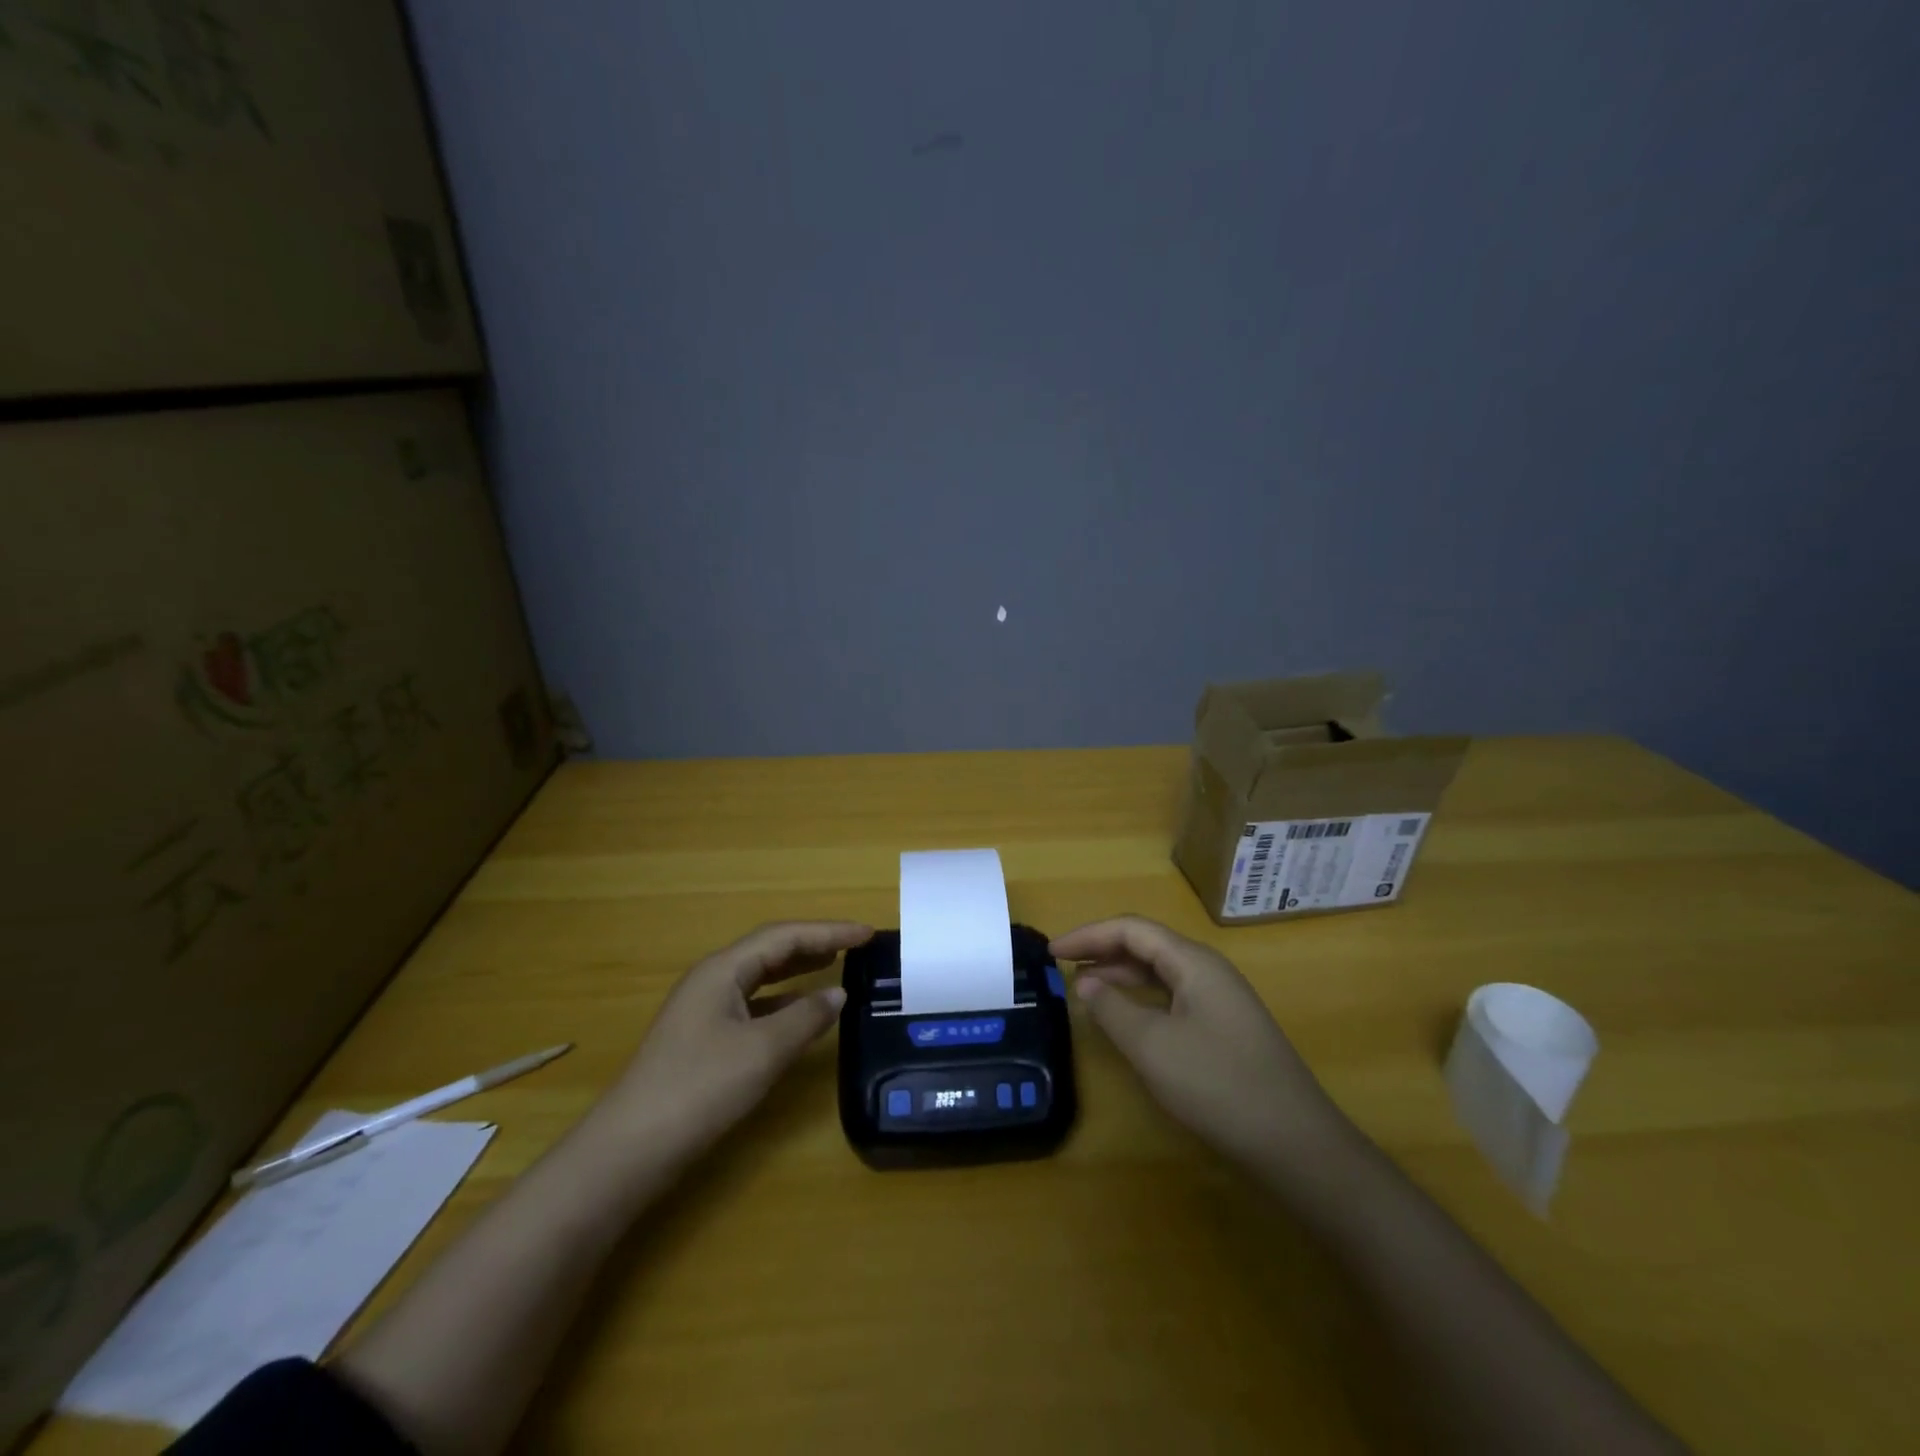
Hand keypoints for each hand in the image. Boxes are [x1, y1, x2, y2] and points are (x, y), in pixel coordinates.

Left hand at [604, 921, 872, 1166]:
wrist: (629, 1150)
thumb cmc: (699, 1089)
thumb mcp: (762, 1051)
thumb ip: (806, 1018)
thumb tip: (838, 994)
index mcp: (722, 970)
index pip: (784, 936)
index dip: (829, 931)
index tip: (867, 933)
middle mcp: (712, 980)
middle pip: (770, 950)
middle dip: (814, 944)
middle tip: (856, 946)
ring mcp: (704, 1010)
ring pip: (760, 977)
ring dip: (798, 970)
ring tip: (835, 966)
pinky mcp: (702, 1039)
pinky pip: (753, 1004)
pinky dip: (783, 1002)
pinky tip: (801, 1014)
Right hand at [1052, 915, 1351, 1180]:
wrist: (1297, 1144)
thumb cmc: (1218, 1085)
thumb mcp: (1153, 1046)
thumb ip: (1112, 1009)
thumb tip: (1086, 983)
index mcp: (1193, 961)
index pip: (1131, 929)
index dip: (1088, 935)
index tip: (1051, 952)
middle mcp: (1208, 970)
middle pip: (1146, 945)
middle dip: (1102, 951)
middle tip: (1062, 968)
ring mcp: (1220, 1000)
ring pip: (1159, 972)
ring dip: (1120, 975)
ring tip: (1084, 989)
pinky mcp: (1224, 1028)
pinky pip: (1172, 997)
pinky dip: (1140, 999)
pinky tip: (1125, 1018)